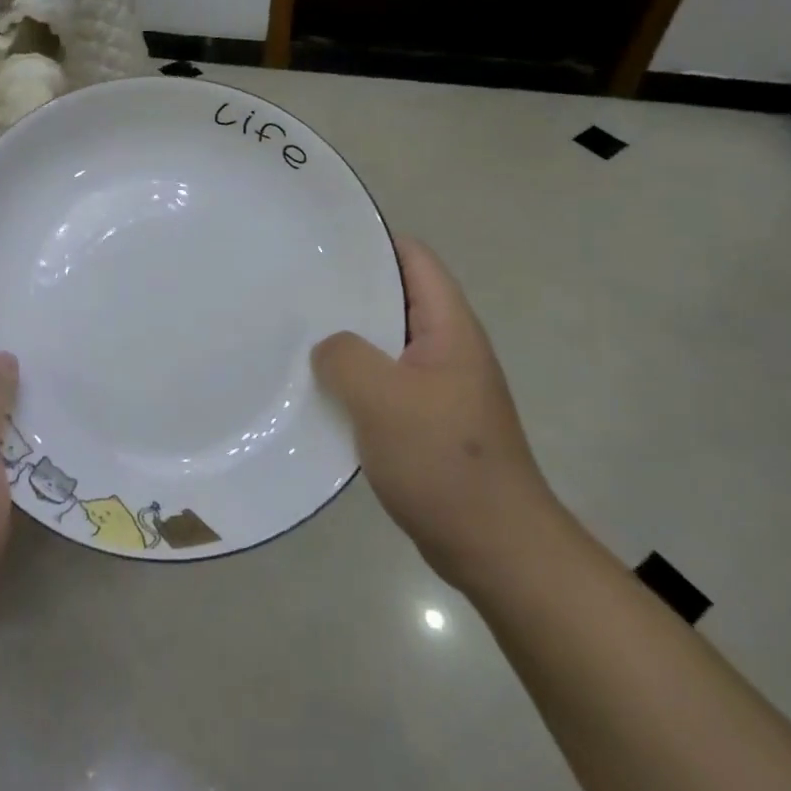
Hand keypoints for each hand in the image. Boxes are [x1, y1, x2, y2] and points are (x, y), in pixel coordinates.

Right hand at [312, 237, 559, 594]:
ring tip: (295, 333)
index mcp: (449, 328)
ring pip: (384, 344)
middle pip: (395, 298)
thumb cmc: (445, 462)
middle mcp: (447, 348)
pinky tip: (317, 389)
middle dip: (348, 290)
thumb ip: (345, 356)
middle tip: (294, 286)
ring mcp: (437, 387)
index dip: (372, 241)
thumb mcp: (384, 398)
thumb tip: (328, 348)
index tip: (321, 242)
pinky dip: (352, 379)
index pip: (414, 259)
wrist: (496, 548)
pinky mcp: (425, 422)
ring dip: (346, 339)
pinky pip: (382, 383)